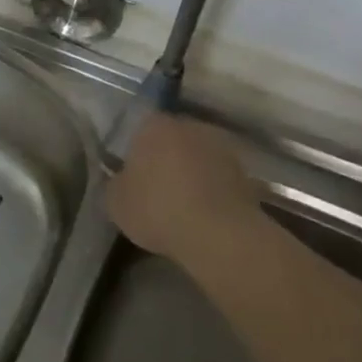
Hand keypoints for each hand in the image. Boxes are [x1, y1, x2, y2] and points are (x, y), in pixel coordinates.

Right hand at [108, 113, 267, 266]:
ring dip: (191, 173)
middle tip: (156, 186)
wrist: (218, 235)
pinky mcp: (246, 173)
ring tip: (182, 203)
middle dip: (166, 157)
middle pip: (173, 138)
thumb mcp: (115, 202)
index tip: (133, 173)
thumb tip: (123, 178)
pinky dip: (211, 190)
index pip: (141, 128)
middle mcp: (190, 126)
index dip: (136, 150)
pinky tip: (203, 214)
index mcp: (154, 125)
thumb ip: (117, 182)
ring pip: (198, 157)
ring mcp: (222, 147)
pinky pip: (218, 178)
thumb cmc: (157, 209)